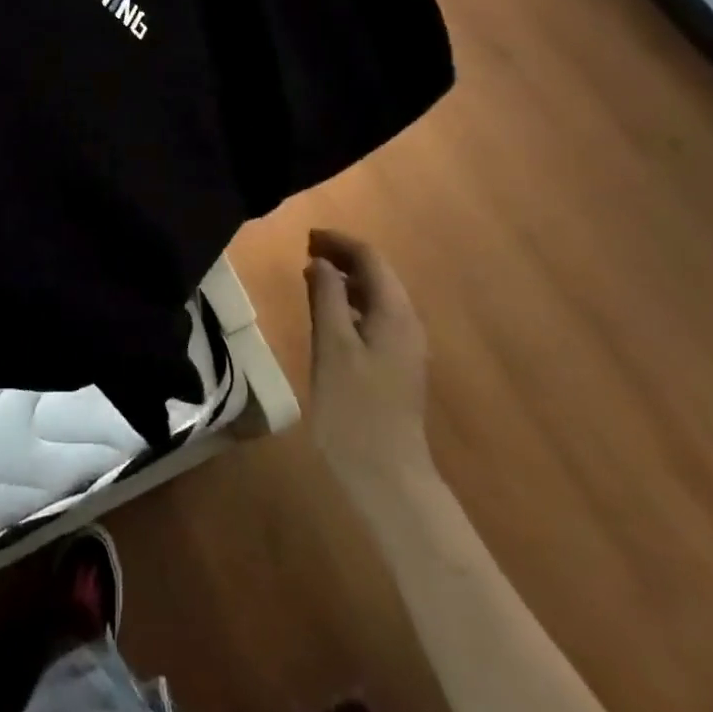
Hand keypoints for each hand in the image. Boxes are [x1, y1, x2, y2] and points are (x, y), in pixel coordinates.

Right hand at [305, 229, 433, 490]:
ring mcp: (404, 346)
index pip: (370, 258)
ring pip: (376, 296)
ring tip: (311, 274)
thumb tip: (320, 261)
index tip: (306, 236)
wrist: (387, 475)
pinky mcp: (395, 365)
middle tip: (305, 250)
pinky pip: (374, 317)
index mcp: (395, 313)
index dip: (339, 242)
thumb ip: (326, 296)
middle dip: (343, 256)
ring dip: (346, 279)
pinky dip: (350, 303)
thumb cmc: (355, 407)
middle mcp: (407, 323)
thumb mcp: (332, 346)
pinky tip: (328, 312)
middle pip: (377, 274)